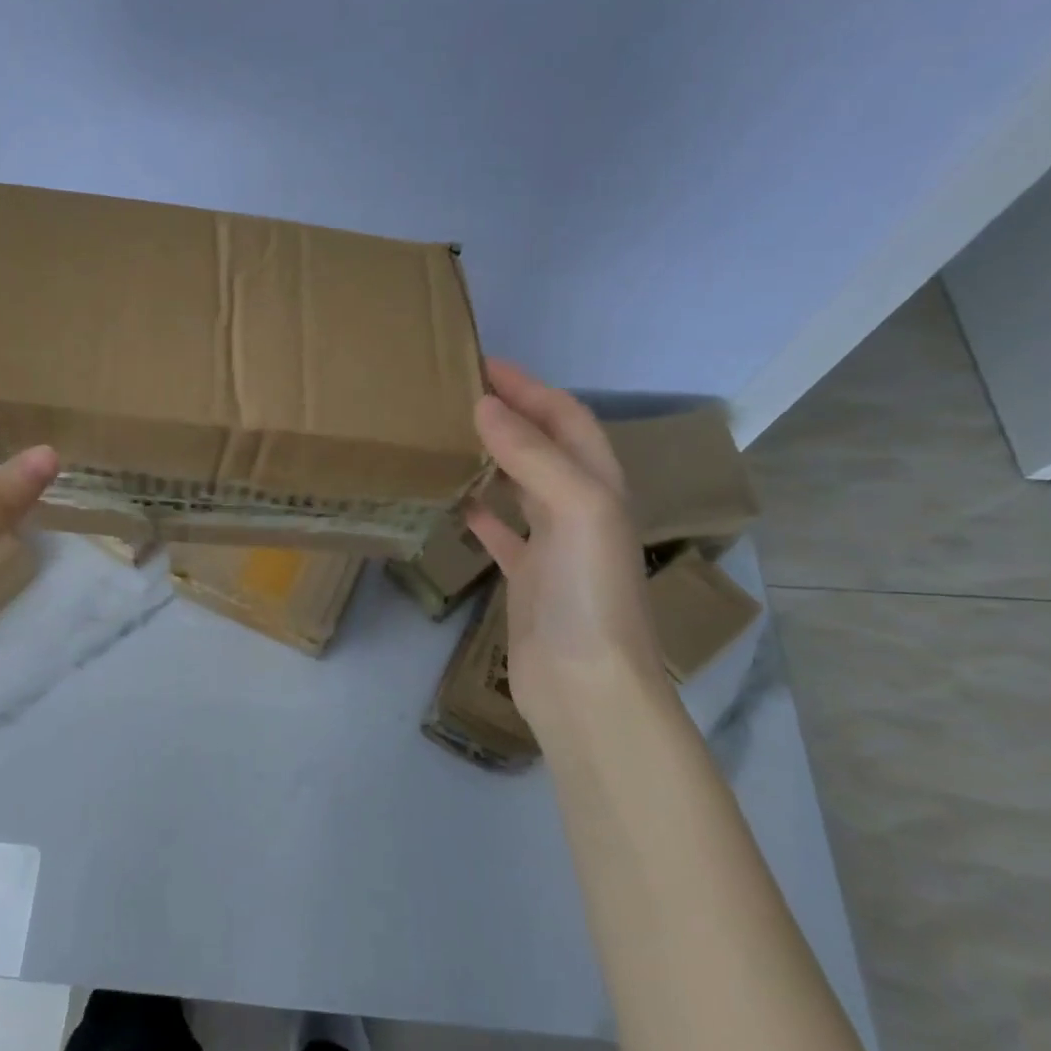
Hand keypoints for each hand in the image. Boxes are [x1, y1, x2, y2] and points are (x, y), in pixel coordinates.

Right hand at [465, 360, 666, 733]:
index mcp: (599, 484)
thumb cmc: (588, 592)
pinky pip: (502, 530)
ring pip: (521, 484)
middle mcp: (580, 507)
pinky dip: (481, 509)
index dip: (530, 387)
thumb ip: (532, 454)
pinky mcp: (527, 577)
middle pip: (544, 445)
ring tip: (450, 435)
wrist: (587, 687)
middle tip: (458, 394)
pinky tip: (454, 500)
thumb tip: (486, 406)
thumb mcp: (574, 508)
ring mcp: (554, 545)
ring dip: (493, 457)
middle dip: (510, 414)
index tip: (482, 363)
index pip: (565, 417)